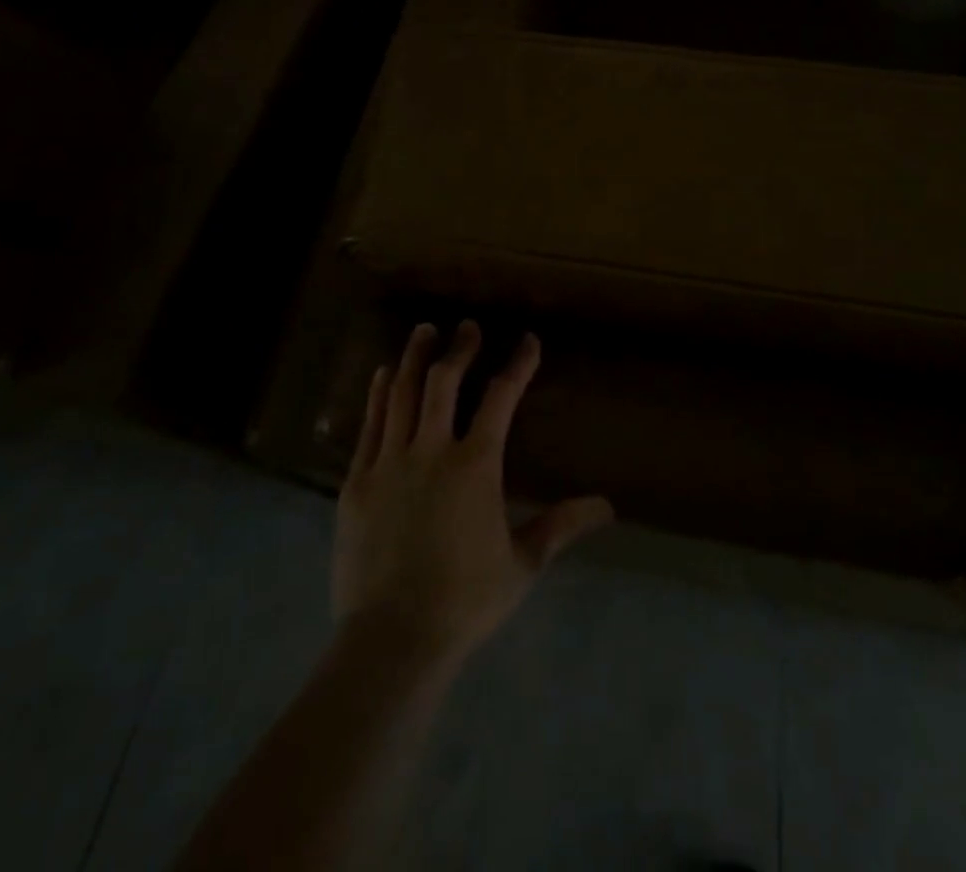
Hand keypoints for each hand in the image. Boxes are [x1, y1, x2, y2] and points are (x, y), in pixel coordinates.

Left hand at [333, 321, 613, 674]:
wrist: (392, 638)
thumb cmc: (464, 601)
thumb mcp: (522, 564)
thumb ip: (561, 526)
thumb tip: (607, 507)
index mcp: (475, 465)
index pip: (501, 397)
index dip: (518, 364)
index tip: (528, 341)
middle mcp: (431, 450)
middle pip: (445, 381)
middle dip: (460, 348)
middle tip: (467, 327)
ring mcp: (390, 462)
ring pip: (403, 393)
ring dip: (416, 358)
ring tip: (424, 331)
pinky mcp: (358, 480)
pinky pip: (370, 424)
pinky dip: (379, 394)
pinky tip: (385, 374)